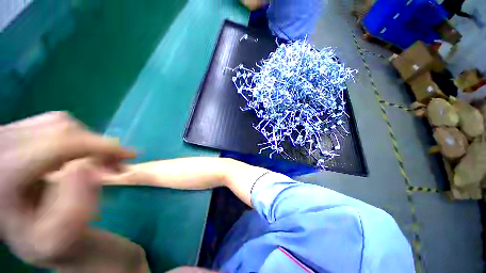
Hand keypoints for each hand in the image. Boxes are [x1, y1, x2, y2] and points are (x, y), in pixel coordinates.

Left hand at [0, 112, 134, 265]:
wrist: (24, 229)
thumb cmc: (43, 238)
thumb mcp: (60, 236)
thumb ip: (74, 207)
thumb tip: (88, 166)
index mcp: (4, 176)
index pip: (57, 144)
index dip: (99, 146)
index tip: (130, 155)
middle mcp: (1, 147)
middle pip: (60, 129)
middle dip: (96, 145)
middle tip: (116, 164)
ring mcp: (6, 135)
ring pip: (59, 122)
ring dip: (88, 141)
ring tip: (100, 160)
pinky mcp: (15, 131)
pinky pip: (54, 123)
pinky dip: (76, 136)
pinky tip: (79, 154)